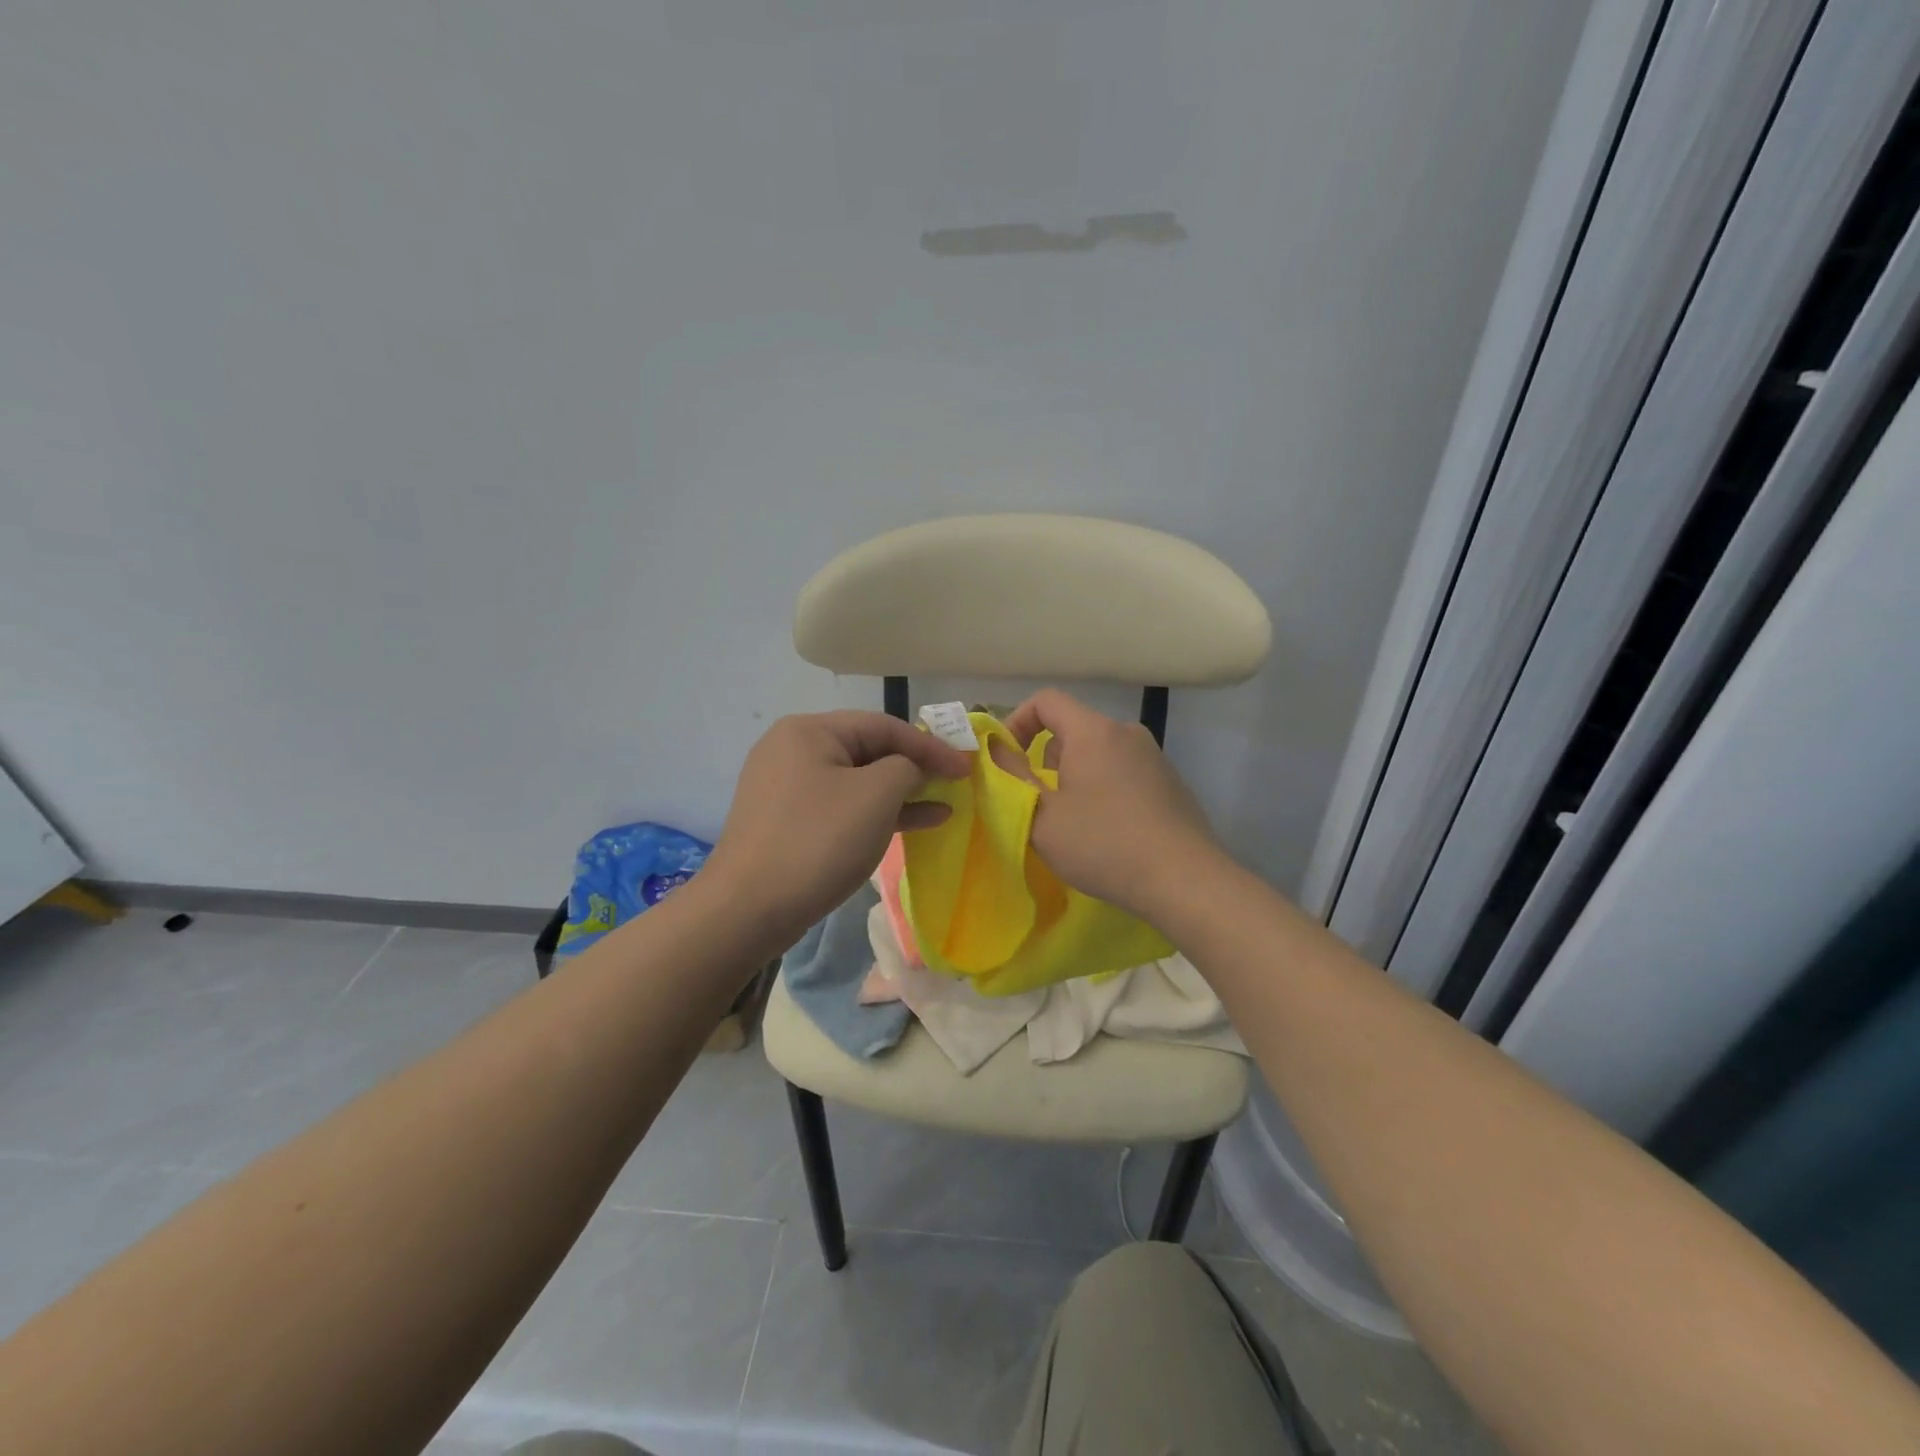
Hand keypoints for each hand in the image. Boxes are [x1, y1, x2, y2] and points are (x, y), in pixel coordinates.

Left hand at [706, 712, 969, 943]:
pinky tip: (912, 824)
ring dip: (901, 794)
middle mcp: (793, 750)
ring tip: (944, 806)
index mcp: (809, 731)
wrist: (748, 910)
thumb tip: (910, 770)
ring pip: (857, 782)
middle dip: (915, 768)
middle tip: (955, 784)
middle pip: (868, 750)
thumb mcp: (876, 795)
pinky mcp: (788, 822)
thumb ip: (907, 768)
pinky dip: (876, 814)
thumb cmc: (818, 841)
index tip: (966, 767)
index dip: (930, 745)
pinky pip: (842, 807)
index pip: (883, 725)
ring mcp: (787, 788)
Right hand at [1003, 689, 1221, 918]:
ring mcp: (1154, 757)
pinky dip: (1105, 789)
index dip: (1017, 722)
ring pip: (1099, 752)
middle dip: (1046, 759)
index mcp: (1093, 732)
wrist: (1185, 880)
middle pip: (1073, 728)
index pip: (1046, 700)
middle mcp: (1126, 732)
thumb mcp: (1041, 815)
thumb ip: (1011, 775)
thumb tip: (993, 746)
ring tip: (1073, 822)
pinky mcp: (1171, 782)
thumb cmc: (1103, 844)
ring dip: (1076, 777)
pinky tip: (1109, 831)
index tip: (1007, 759)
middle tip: (1039, 802)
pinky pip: (1124, 772)